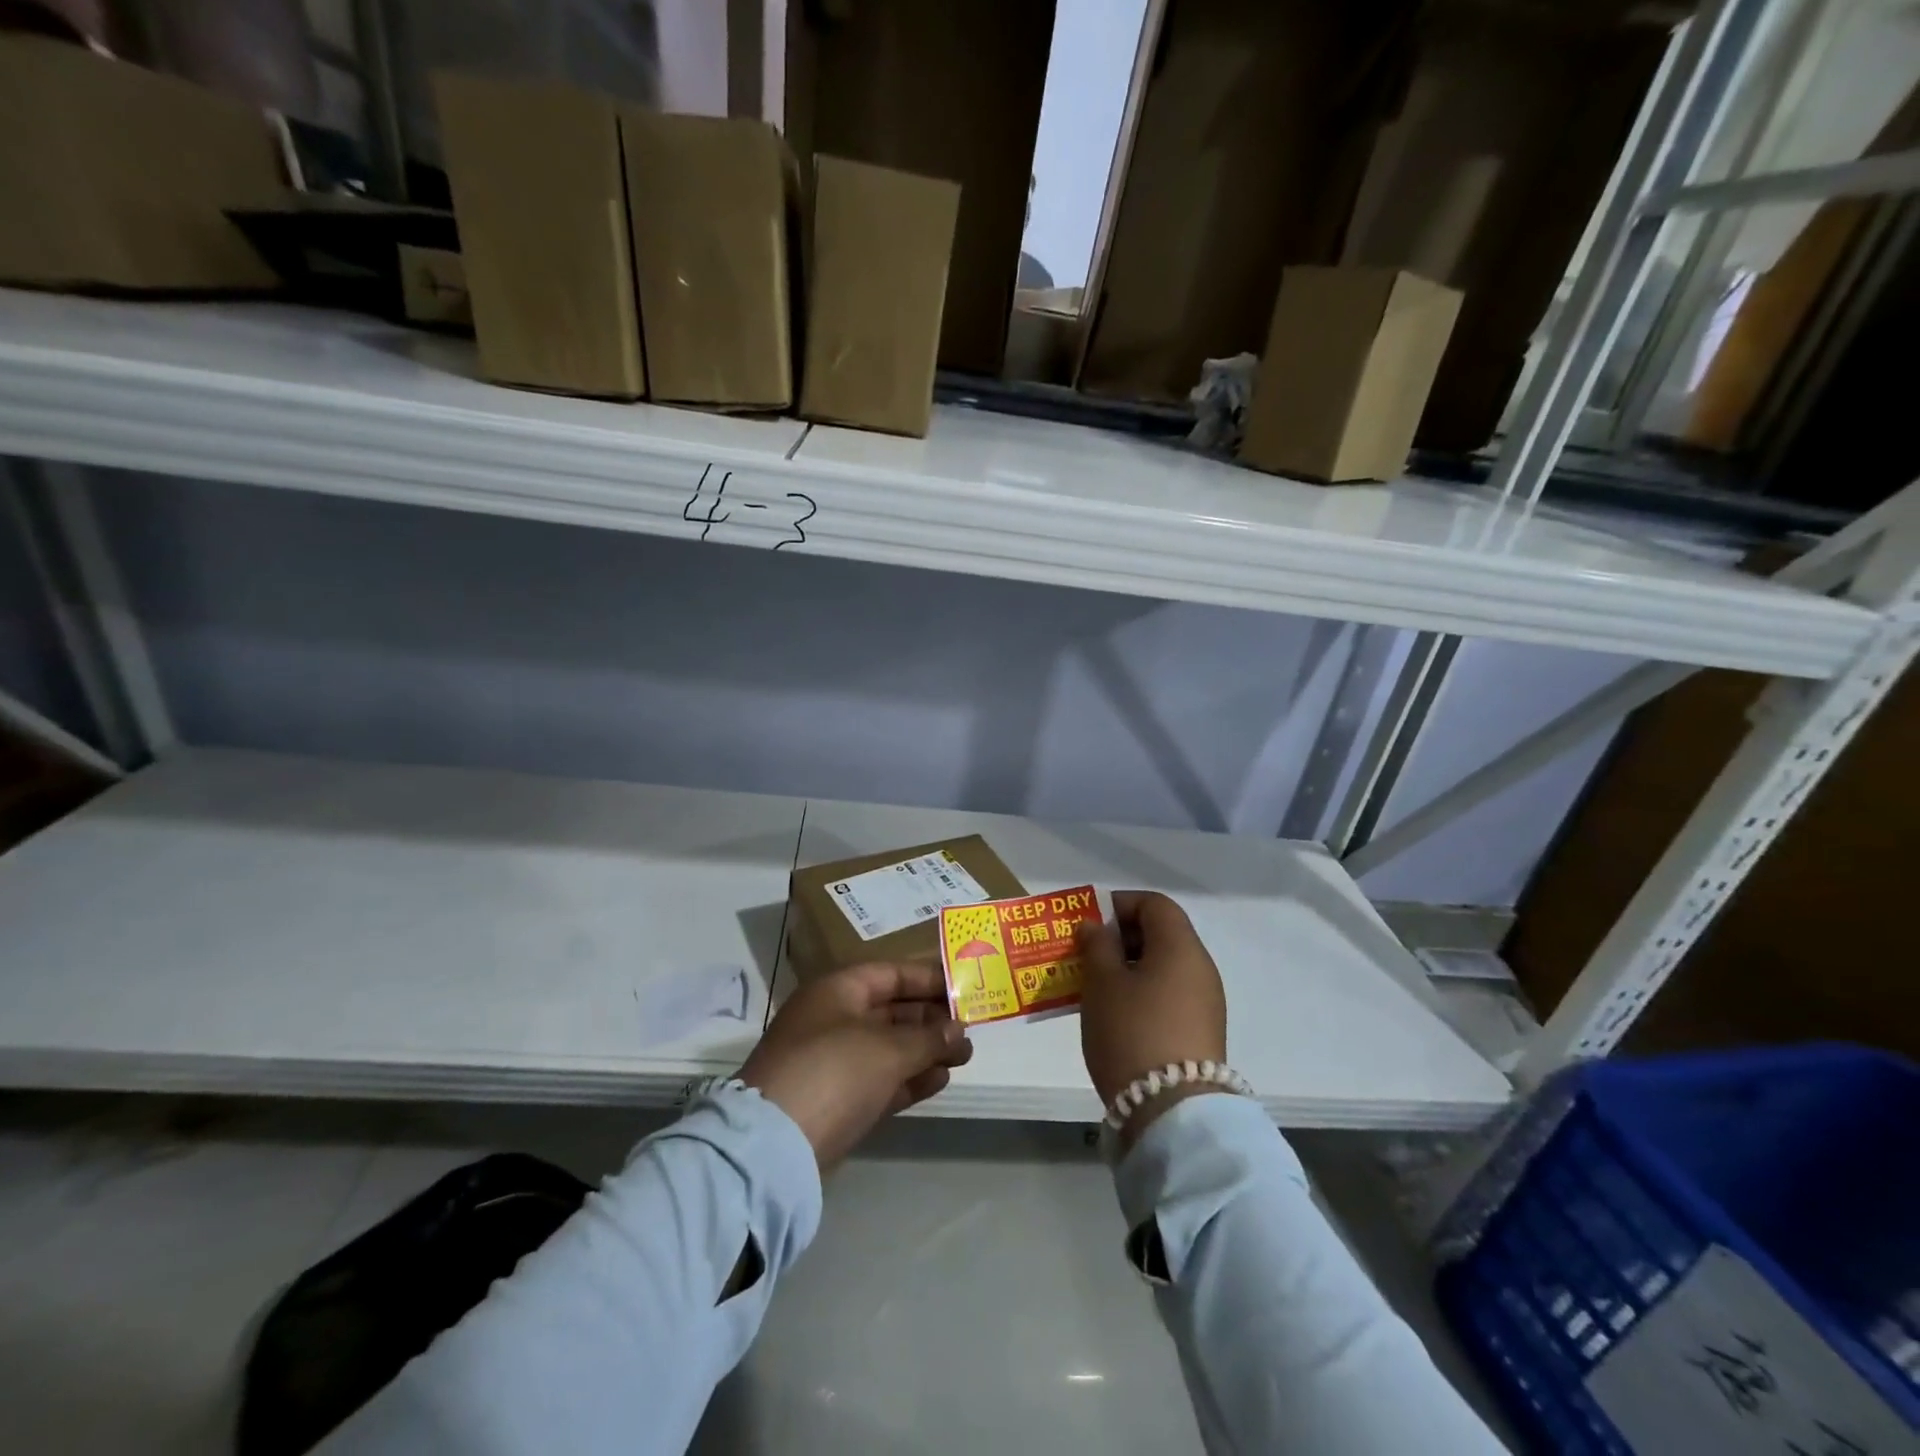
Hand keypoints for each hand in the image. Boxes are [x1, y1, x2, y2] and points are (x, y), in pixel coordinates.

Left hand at [741, 962, 972, 1172]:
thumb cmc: (833, 1071)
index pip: (890, 973)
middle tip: (970, 1029)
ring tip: (964, 1057)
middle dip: (931, 1018)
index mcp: (837, 991)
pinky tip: (940, 1080)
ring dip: (925, 1050)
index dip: (927, 978)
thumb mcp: (887, 1048)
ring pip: (888, 1047)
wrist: (774, 1147)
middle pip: (891, 1010)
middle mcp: (833, 1020)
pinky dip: (909, 1078)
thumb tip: (958, 1030)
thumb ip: (928, 1037)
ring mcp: (833, 1062)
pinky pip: (881, 1080)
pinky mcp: (837, 1101)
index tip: (963, 987)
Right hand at [1076, 892, 1227, 1139]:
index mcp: (1180, 947)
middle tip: (1086, 955)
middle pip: (1161, 934)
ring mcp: (1205, 1002)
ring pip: (1163, 967)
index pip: (1155, 904)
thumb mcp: (1102, 983)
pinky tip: (1115, 1014)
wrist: (1173, 1112)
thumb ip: (1097, 946)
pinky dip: (1142, 992)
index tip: (1090, 924)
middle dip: (1120, 938)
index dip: (1120, 905)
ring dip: (1128, 968)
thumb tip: (1096, 927)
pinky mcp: (1201, 1032)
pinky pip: (1168, 995)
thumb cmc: (1132, 1031)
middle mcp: (1200, 968)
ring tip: (1094, 987)